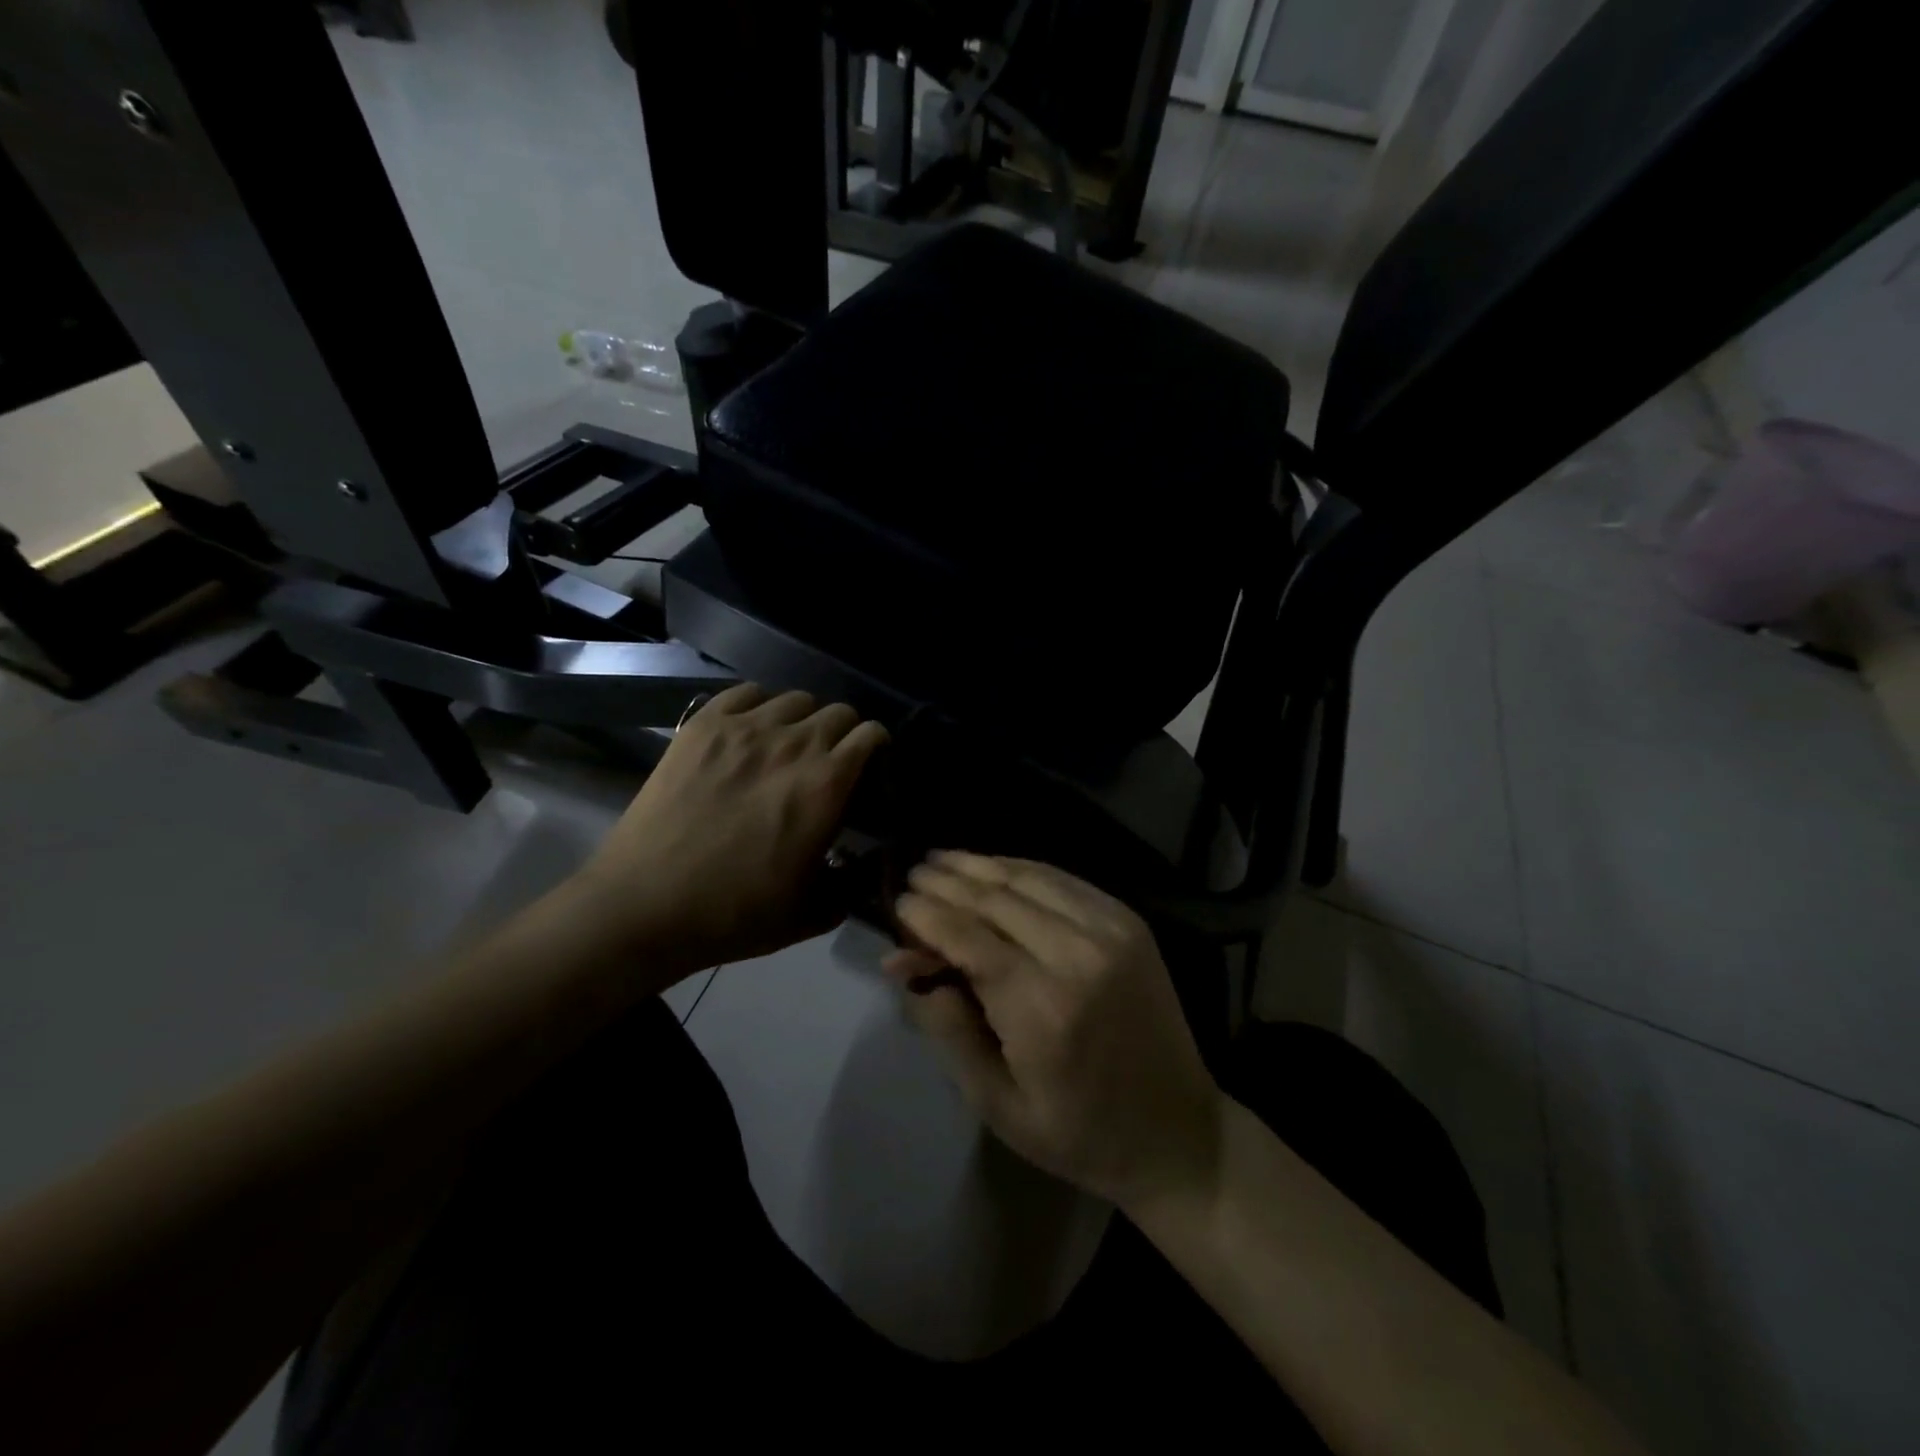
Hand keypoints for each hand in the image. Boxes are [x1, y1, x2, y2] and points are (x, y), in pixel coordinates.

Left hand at [570, 684, 887, 971]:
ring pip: (796, 698)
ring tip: (790, 744)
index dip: (877, 747)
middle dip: (845, 733)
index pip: (870, 735)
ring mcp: (744, 729)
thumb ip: (852, 882)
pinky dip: (761, 705)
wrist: (646, 906)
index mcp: (827, 785)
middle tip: (831, 761)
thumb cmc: (735, 914)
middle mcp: (793, 744)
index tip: (870, 766)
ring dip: (805, 718)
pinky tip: (753, 730)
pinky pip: (747, 692)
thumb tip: (867, 862)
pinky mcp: (702, 726)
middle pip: (838, 711)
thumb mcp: (813, 912)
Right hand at [889, 852, 1225, 1212]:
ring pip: (1030, 878)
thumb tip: (905, 964)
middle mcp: (1078, 955)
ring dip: (982, 865)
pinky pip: (1065, 881)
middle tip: (914, 872)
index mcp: (1043, 1009)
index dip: (927, 914)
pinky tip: (997, 867)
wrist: (1178, 1132)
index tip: (897, 901)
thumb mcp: (997, 1104)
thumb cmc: (1078, 1133)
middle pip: (996, 899)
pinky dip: (1024, 869)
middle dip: (948, 881)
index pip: (968, 938)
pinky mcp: (1129, 922)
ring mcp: (1110, 931)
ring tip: (944, 858)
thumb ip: (948, 1030)